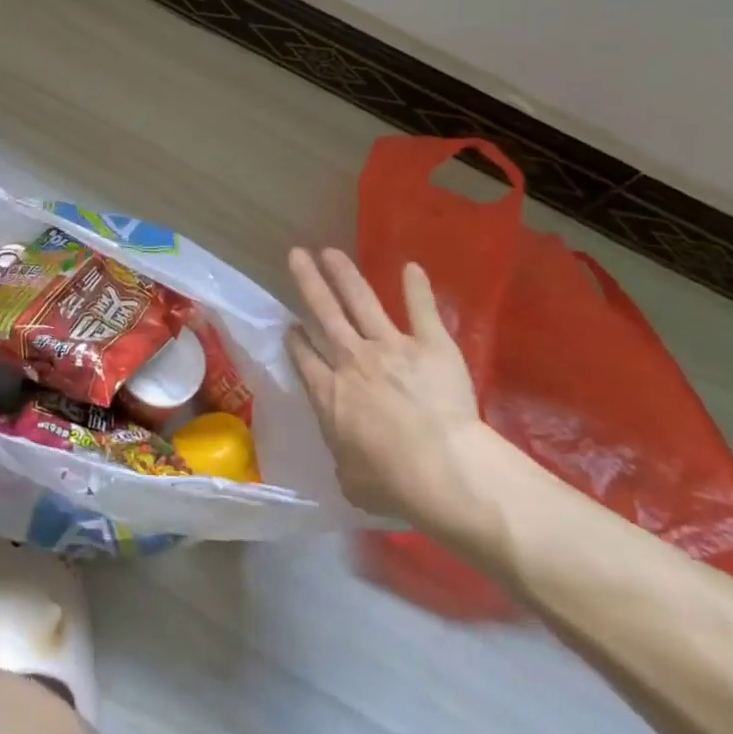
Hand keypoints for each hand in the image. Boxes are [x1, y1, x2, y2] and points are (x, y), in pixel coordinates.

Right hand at [286, 248, 508, 548]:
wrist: (443, 470)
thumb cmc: (391, 482)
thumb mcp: (349, 480)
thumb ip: (342, 458)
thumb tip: (346, 458)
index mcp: (328, 392)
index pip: (303, 356)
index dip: (294, 338)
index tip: (289, 325)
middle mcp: (352, 360)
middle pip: (324, 313)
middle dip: (308, 283)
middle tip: (296, 255)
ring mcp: (391, 346)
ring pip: (361, 301)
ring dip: (344, 274)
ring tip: (330, 251)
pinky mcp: (430, 344)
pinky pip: (421, 311)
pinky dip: (417, 289)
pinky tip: (412, 267)